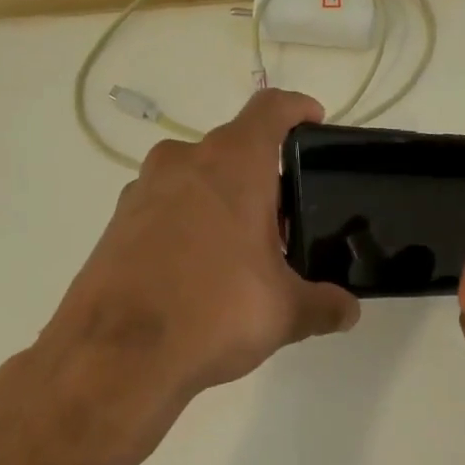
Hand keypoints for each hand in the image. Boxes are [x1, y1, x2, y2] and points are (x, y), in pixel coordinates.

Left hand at [0, 90, 360, 464]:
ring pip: (195, 177)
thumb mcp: (284, 312)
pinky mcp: (115, 223)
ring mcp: (142, 190)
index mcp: (232, 164)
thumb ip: (324, 304)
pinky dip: (187, 223)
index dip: (297, 108)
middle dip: (262, 176)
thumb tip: (348, 311)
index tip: (314, 121)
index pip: (271, 109)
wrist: (115, 356)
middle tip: (284, 220)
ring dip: (222, 199)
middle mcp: (183, 162)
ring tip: (242, 250)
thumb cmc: (214, 312)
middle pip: (233, 148)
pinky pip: (164, 207)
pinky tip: (197, 271)